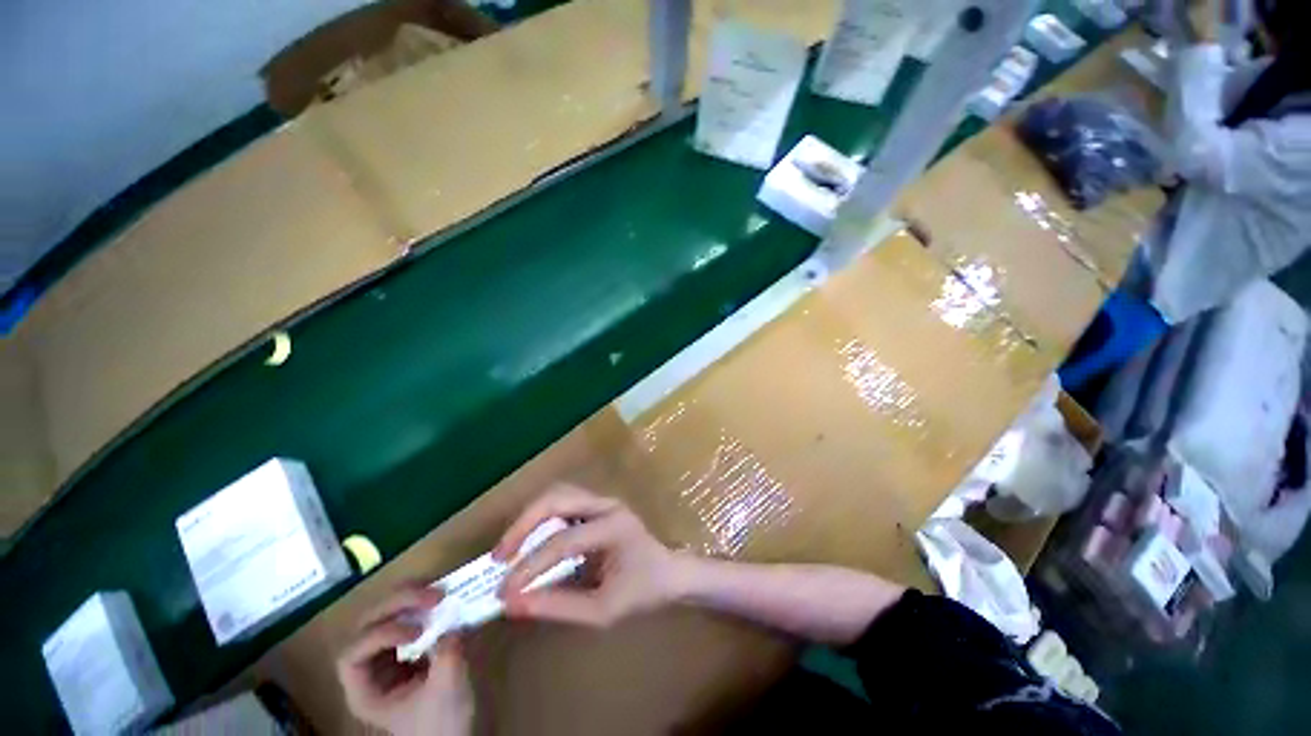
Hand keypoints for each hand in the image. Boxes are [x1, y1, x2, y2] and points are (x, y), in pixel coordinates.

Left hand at [336, 585, 474, 735]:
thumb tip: (453, 624)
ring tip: (439, 591)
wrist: (453, 733)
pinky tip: (444, 598)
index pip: (352, 655)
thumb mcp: (446, 692)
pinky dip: (423, 602)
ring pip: (386, 613)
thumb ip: (447, 658)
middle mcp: (371, 667)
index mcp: (365, 691)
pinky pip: (408, 614)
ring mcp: (389, 653)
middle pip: (369, 624)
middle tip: (434, 596)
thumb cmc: (442, 722)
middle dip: (399, 604)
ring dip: (410, 596)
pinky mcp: (409, 644)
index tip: (416, 632)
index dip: (380, 636)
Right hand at [494, 483, 681, 626]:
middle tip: (499, 556)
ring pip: (558, 493)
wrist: (669, 573)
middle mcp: (607, 505)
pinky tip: (531, 538)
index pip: (562, 542)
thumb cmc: (642, 593)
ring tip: (509, 547)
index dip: (528, 566)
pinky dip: (541, 516)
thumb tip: (512, 604)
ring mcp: (604, 500)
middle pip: (557, 498)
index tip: (503, 591)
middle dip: (522, 524)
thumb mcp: (601, 610)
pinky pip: (563, 501)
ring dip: (530, 516)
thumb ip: (557, 606)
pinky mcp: (598, 504)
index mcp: (614, 528)